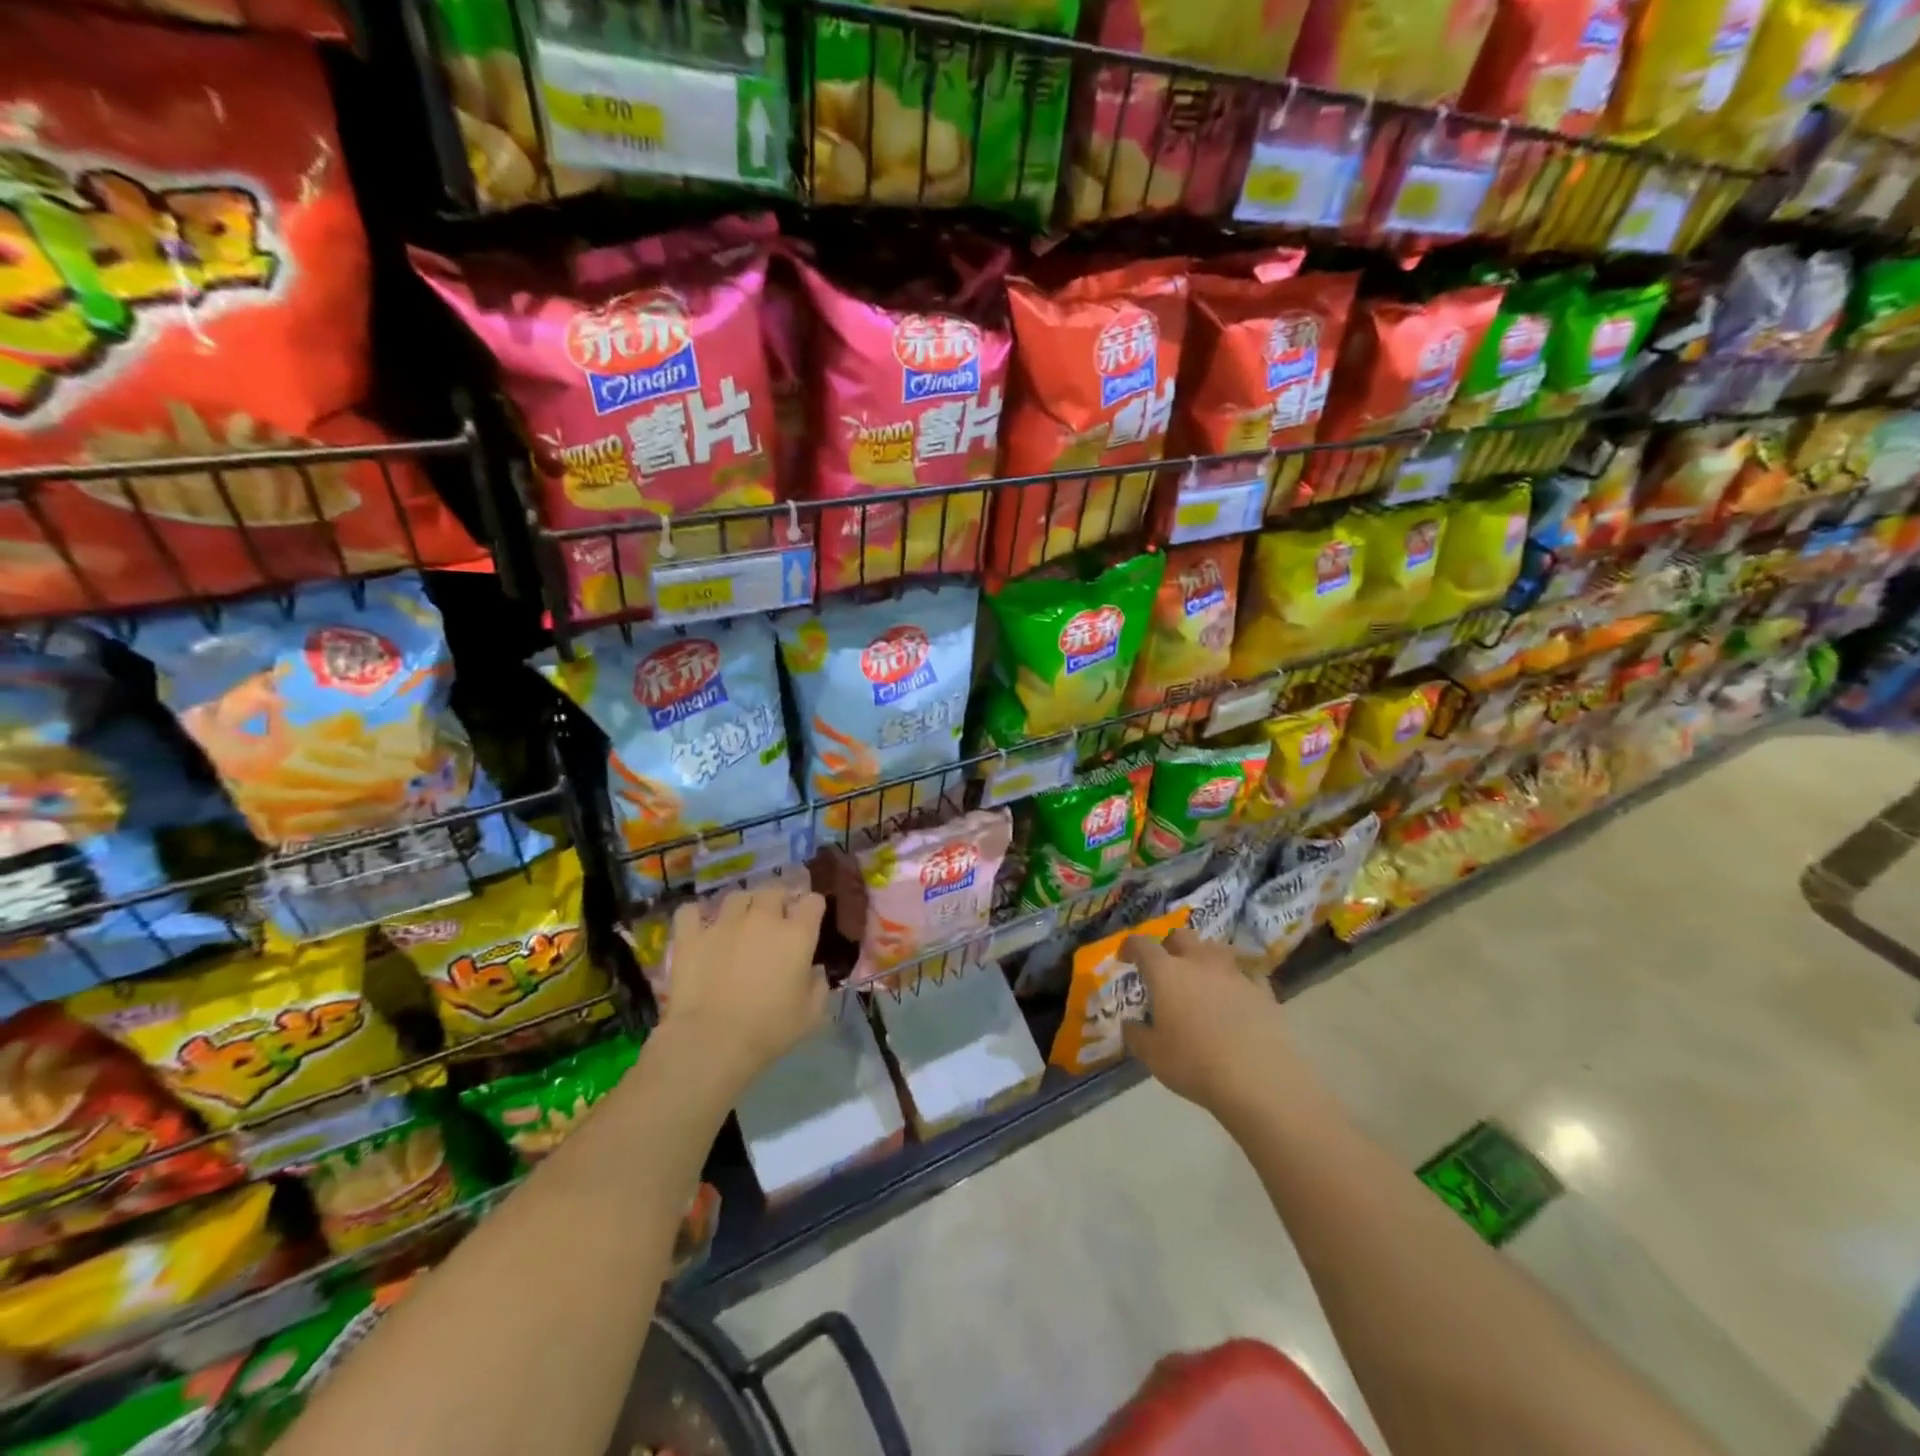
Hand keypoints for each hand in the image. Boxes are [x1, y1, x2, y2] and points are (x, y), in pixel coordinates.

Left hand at [659, 887, 827, 1096]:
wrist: (712, 1041)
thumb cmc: (769, 1030)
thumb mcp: (811, 1015)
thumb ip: (819, 986)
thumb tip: (814, 971)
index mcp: (797, 934)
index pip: (813, 901)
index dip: (812, 909)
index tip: (809, 922)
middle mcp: (762, 918)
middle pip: (774, 890)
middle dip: (778, 900)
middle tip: (775, 920)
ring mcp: (724, 923)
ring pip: (736, 896)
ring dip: (743, 905)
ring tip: (740, 921)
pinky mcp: (691, 936)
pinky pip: (691, 911)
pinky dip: (696, 915)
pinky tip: (700, 927)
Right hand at [1120, 927, 1292, 1116]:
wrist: (1260, 1077)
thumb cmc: (1195, 1064)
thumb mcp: (1152, 1056)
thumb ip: (1136, 1035)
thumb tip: (1130, 1025)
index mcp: (1166, 972)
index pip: (1142, 945)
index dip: (1131, 947)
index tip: (1125, 957)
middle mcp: (1199, 962)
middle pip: (1181, 936)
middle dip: (1170, 945)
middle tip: (1166, 966)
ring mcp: (1233, 973)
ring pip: (1215, 950)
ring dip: (1204, 958)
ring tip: (1201, 978)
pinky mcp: (1262, 990)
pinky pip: (1245, 975)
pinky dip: (1235, 981)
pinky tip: (1235, 998)